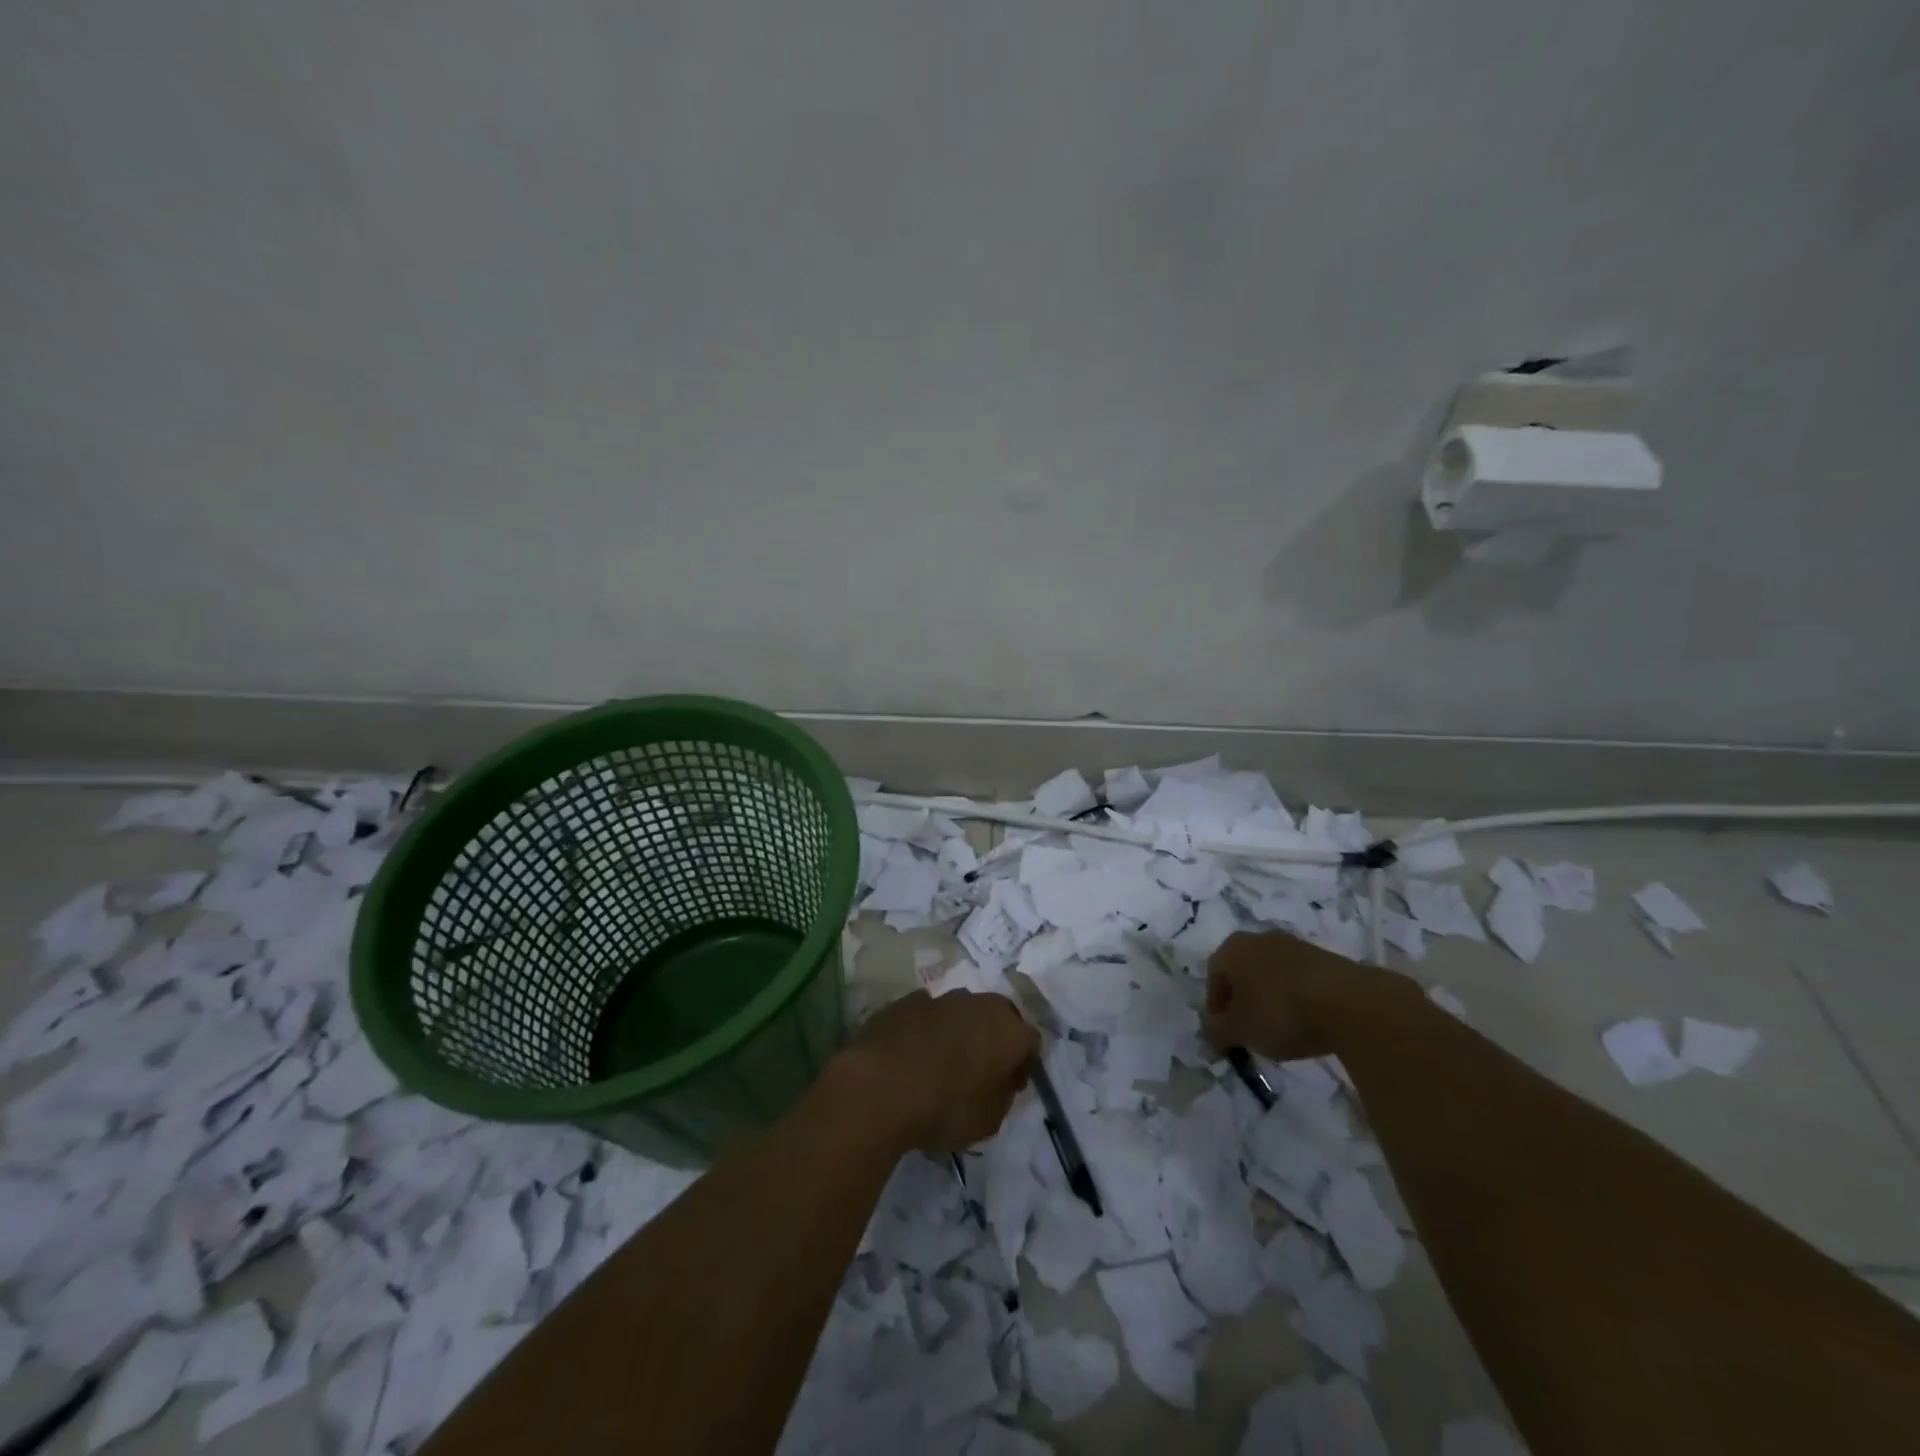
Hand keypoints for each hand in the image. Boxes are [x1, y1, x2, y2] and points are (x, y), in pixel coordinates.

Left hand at [834, 990, 1039, 1152]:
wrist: (881, 1085)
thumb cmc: (945, 1107)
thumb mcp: (988, 1122)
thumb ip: (1001, 1097)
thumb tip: (998, 1083)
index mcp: (1008, 1030)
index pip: (1030, 1042)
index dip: (1023, 1066)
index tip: (1009, 1089)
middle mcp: (979, 1003)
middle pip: (998, 1016)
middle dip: (994, 1039)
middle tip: (981, 1071)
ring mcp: (941, 997)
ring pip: (962, 1011)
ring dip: (960, 1031)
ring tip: (943, 1063)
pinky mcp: (906, 1001)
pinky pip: (927, 1014)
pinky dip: (927, 1030)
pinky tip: (913, 1055)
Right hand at [1204, 929, 1411, 1060]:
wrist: (1350, 1003)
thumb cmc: (1280, 1013)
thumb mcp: (1240, 1031)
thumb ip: (1216, 1032)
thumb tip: (1208, 1032)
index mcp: (1232, 949)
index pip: (1213, 980)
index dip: (1216, 1011)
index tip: (1226, 1037)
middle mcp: (1259, 939)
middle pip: (1242, 974)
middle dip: (1243, 1003)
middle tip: (1250, 1033)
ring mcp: (1295, 945)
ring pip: (1271, 975)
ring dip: (1270, 1000)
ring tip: (1281, 1031)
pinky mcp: (1325, 958)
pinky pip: (1299, 980)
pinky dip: (1297, 999)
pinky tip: (1307, 1022)